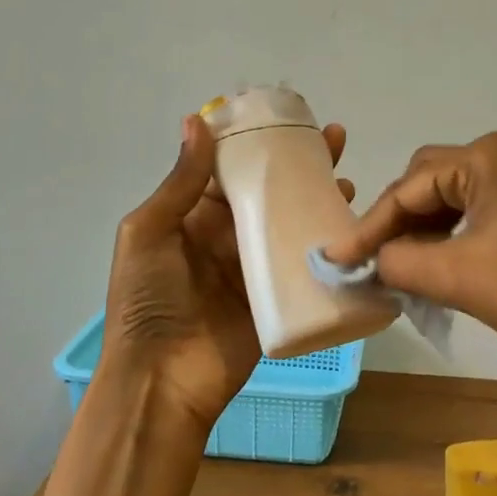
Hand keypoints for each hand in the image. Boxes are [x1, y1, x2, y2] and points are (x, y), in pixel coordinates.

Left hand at [102, 113, 352, 428]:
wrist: (163, 380)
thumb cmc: (147, 300)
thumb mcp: (148, 233)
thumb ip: (180, 182)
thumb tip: (198, 121)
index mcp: (195, 215)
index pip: (231, 167)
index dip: (257, 141)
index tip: (288, 115)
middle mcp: (229, 233)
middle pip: (269, 189)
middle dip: (299, 163)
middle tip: (334, 138)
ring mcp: (255, 264)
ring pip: (291, 219)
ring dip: (318, 196)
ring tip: (346, 176)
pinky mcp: (278, 294)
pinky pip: (303, 260)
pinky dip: (326, 240)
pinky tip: (349, 221)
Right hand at [323, 132, 496, 370]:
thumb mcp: (458, 276)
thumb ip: (401, 263)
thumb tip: (375, 261)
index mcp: (487, 157)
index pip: (411, 186)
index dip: (371, 225)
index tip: (338, 258)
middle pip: (433, 182)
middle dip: (400, 221)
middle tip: (374, 260)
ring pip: (460, 198)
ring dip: (430, 230)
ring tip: (406, 267)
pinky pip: (487, 211)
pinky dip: (460, 236)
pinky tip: (448, 264)